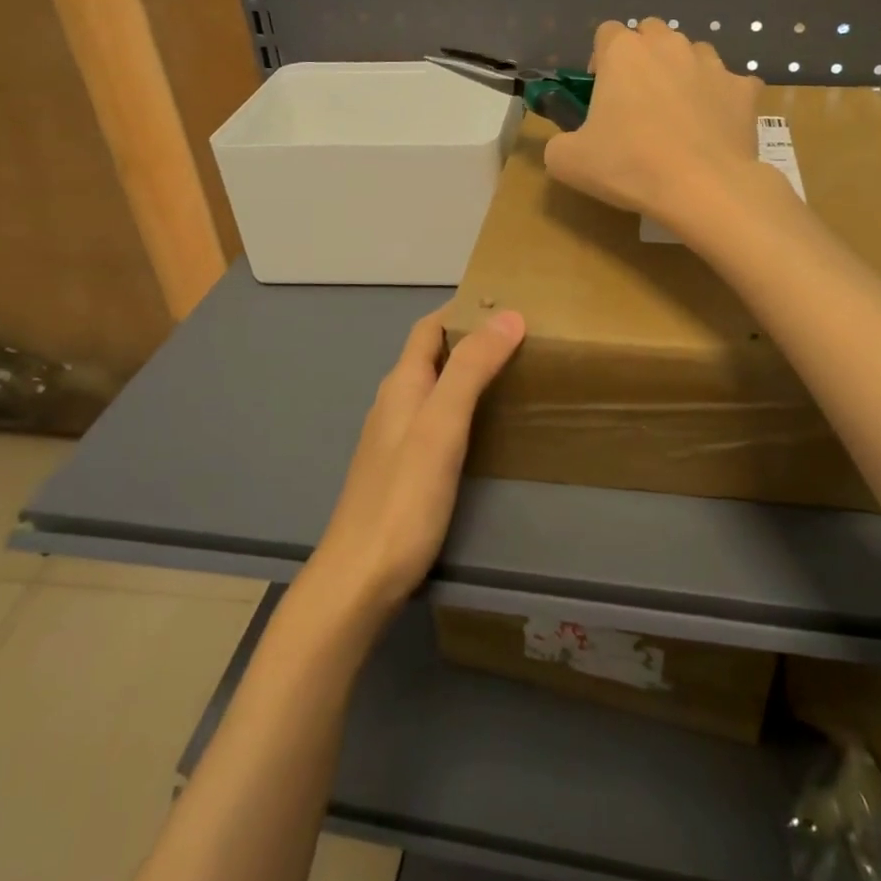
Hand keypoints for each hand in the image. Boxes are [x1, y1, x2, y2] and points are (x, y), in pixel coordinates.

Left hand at [304, 307, 525, 622]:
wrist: (359, 578)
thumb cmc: (403, 497)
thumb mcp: (443, 425)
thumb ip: (472, 369)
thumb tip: (509, 316)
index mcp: (401, 384)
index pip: (429, 328)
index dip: (461, 309)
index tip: (505, 301)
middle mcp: (394, 403)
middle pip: (432, 355)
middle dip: (470, 338)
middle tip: (521, 338)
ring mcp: (395, 439)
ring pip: (434, 388)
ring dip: (467, 372)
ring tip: (512, 374)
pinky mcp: (403, 471)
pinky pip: (435, 420)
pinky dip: (462, 407)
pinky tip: (484, 426)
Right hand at [545, 18, 763, 225]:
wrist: (703, 188)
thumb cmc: (629, 166)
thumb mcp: (568, 162)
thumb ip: (559, 143)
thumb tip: (566, 144)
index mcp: (624, 52)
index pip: (606, 33)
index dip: (601, 60)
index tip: (601, 93)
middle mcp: (669, 45)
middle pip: (652, 33)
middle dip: (644, 57)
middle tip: (638, 100)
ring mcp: (712, 64)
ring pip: (693, 53)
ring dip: (683, 72)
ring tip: (678, 113)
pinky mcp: (744, 89)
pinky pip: (731, 85)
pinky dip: (721, 99)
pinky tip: (714, 128)